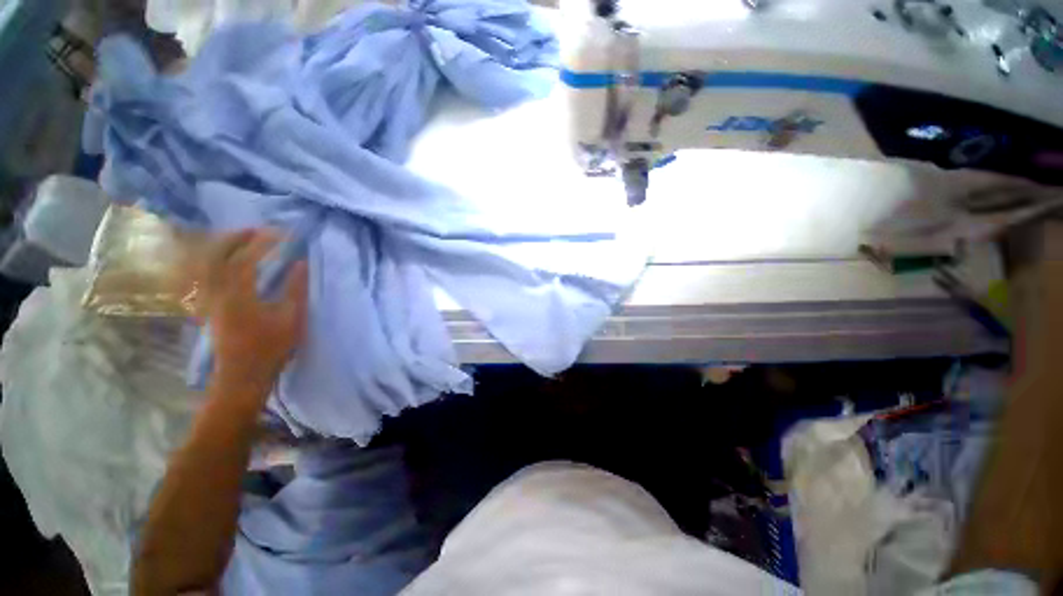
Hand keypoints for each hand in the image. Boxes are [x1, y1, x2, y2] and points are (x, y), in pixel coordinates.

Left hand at [201, 230, 308, 393]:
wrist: (242, 376)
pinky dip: (218, 263)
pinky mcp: (210, 308)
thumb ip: (296, 289)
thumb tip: (301, 263)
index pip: (247, 259)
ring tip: (244, 241)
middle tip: (257, 230)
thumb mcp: (292, 319)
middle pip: (218, 256)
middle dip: (236, 239)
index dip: (263, 243)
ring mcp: (211, 300)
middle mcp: (219, 292)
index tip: (281, 234)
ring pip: (209, 265)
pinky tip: (231, 263)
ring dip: (225, 249)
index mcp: (239, 294)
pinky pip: (208, 276)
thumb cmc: (271, 348)